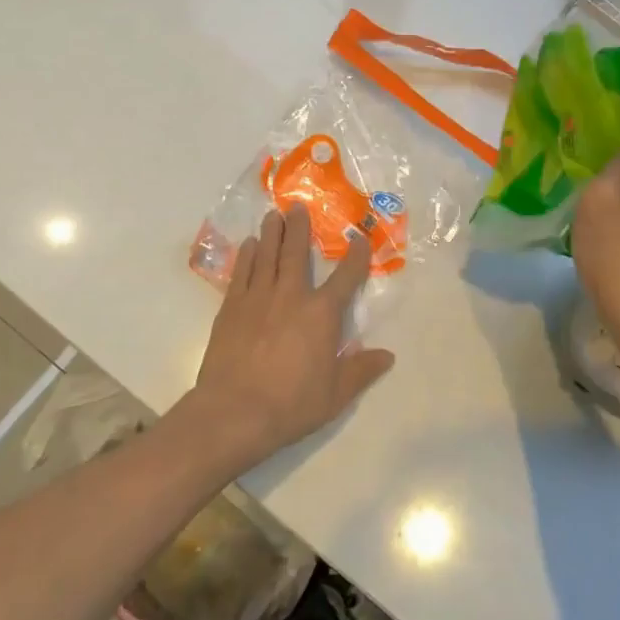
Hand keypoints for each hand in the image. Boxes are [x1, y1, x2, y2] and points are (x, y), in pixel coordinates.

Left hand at [184, 203, 394, 471]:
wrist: (234, 412)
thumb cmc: (291, 404)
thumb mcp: (336, 394)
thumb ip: (361, 370)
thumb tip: (387, 356)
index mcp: (322, 314)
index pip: (346, 277)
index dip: (356, 256)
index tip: (359, 238)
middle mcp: (291, 296)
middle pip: (297, 253)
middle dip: (300, 229)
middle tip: (298, 207)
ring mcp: (258, 298)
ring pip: (267, 255)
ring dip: (271, 233)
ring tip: (273, 215)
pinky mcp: (231, 308)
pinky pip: (242, 273)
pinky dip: (247, 256)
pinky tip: (249, 246)